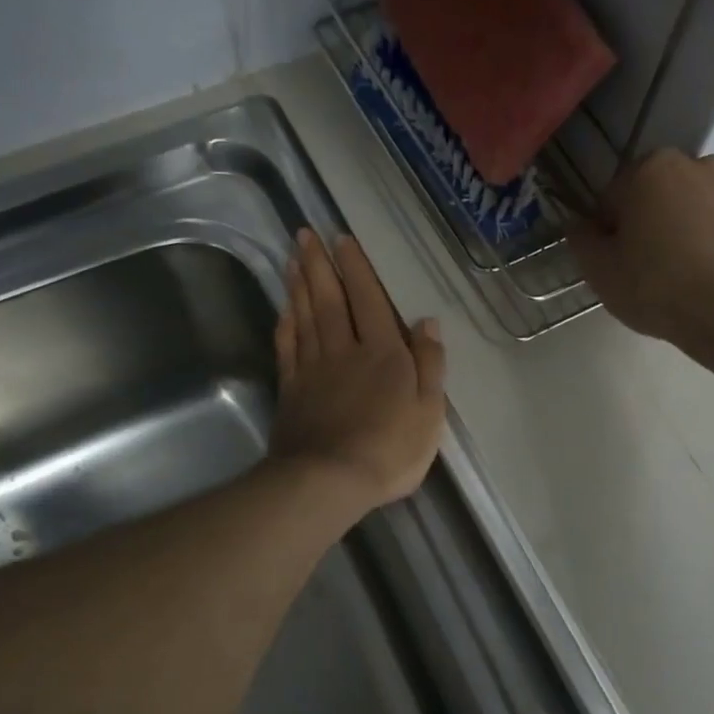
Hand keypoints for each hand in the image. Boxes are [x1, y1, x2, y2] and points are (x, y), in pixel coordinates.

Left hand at [270, 229, 446, 515]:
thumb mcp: (428, 411)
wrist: (328, 480)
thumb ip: (429, 363)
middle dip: (319, 264)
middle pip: (330, 299)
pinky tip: (284, 308)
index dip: (357, 268)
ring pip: (305, 316)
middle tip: (304, 233)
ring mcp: (314, 369)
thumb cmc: (389, 449)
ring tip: (292, 258)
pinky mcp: (292, 390)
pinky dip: (285, 323)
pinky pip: (288, 347)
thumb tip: (426, 320)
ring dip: (299, 284)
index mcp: (383, 353)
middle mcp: (345, 351)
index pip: (369, 300)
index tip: (342, 239)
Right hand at [569, 150, 713, 347]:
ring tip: (697, 277)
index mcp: (654, 169)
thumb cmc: (656, 284)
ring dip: (702, 230)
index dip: (613, 227)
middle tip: (656, 266)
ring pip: (712, 208)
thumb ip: (582, 240)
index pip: (619, 194)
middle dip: (662, 220)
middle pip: (670, 194)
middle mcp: (704, 166)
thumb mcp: (600, 271)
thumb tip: (579, 225)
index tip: (617, 258)